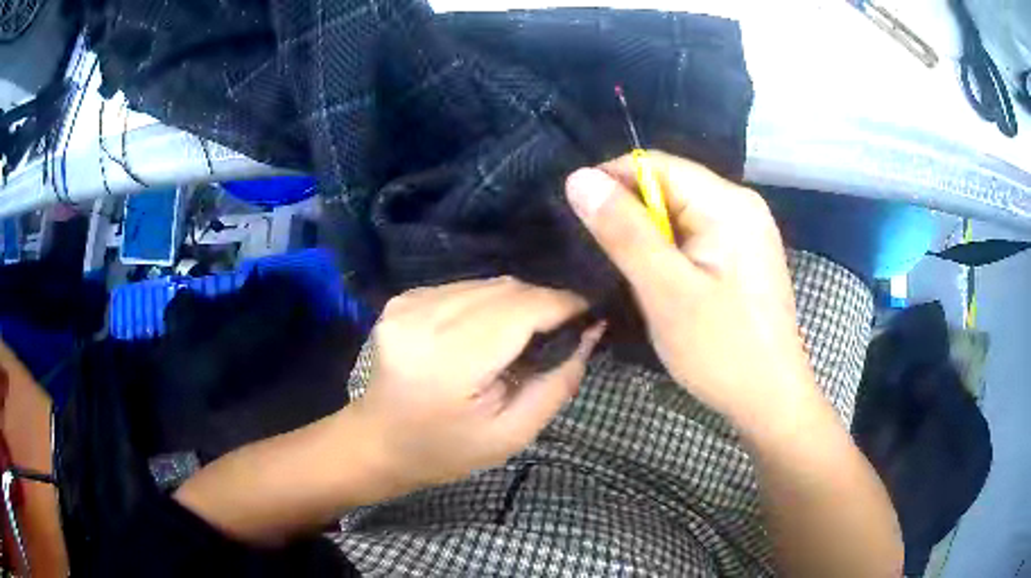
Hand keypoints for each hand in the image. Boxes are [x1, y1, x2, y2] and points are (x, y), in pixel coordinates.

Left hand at [354, 277, 604, 487]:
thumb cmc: (446, 450)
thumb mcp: (513, 433)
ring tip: (524, 336)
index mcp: (449, 359)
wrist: (378, 442)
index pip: (522, 308)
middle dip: (544, 303)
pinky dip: (487, 303)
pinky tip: (486, 332)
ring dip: (517, 303)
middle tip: (563, 331)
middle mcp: (424, 318)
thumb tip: (592, 332)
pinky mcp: (402, 299)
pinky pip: (465, 287)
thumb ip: (558, 382)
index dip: (564, 305)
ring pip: (488, 283)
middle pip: (507, 289)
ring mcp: (408, 303)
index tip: (591, 316)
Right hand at [565, 152, 815, 429]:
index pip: (656, 165)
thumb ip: (623, 232)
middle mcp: (741, 205)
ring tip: (626, 272)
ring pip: (678, 213)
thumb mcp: (666, 291)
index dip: (611, 182)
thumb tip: (578, 177)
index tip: (578, 219)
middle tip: (601, 257)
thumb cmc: (722, 349)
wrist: (771, 399)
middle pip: (669, 187)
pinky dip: (668, 251)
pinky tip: (658, 280)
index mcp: (728, 203)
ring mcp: (745, 230)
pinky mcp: (742, 255)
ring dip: (647, 236)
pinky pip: (694, 235)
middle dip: (630, 215)